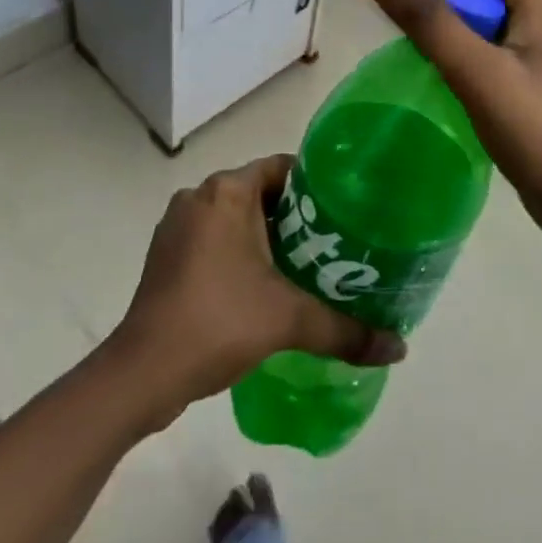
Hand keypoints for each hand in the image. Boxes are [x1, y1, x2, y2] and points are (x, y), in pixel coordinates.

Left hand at [108, 155, 405, 421]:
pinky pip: (215, 240)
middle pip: (261, 194)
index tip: (345, 211)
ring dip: (267, 238)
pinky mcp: (166, 256)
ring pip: (236, 219)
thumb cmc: (218, 322)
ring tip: (305, 268)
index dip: (316, 186)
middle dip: (296, 218)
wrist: (142, 373)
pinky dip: (239, 255)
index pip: (282, 169)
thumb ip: (345, 330)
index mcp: (227, 190)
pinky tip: (263, 288)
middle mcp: (199, 196)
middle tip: (333, 245)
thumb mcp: (289, 321)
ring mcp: (178, 226)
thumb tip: (399, 348)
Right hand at [350, 0, 541, 246]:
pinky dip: (441, 29)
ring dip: (427, 0)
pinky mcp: (517, 65)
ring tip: (386, 18)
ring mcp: (525, 35)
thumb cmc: (537, 131)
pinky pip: (472, 30)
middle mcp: (531, 2)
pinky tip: (419, 50)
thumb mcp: (477, 72)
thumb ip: (428, 19)